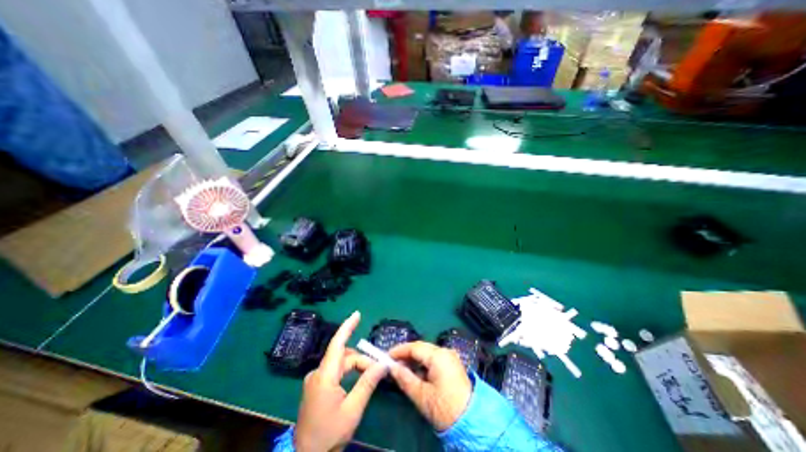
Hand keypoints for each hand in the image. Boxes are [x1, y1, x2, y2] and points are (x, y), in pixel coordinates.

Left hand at [295, 313, 388, 449]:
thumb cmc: (329, 434)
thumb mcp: (352, 410)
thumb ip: (367, 383)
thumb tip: (383, 364)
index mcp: (324, 376)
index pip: (337, 344)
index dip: (347, 327)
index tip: (357, 314)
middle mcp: (317, 373)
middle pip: (344, 357)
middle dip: (362, 359)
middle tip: (379, 368)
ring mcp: (315, 380)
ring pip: (341, 364)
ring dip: (357, 366)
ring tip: (371, 375)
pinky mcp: (316, 386)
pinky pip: (336, 371)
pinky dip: (349, 372)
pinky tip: (359, 379)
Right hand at [388, 343, 472, 430]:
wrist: (472, 422)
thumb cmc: (445, 408)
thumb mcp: (422, 396)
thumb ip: (405, 379)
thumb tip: (392, 367)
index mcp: (438, 356)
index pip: (415, 347)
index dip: (400, 350)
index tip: (387, 356)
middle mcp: (445, 352)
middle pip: (421, 348)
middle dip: (406, 355)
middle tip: (392, 363)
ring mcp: (450, 357)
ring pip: (427, 354)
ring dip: (414, 360)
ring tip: (401, 370)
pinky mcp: (452, 365)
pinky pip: (434, 359)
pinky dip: (423, 365)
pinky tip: (415, 373)